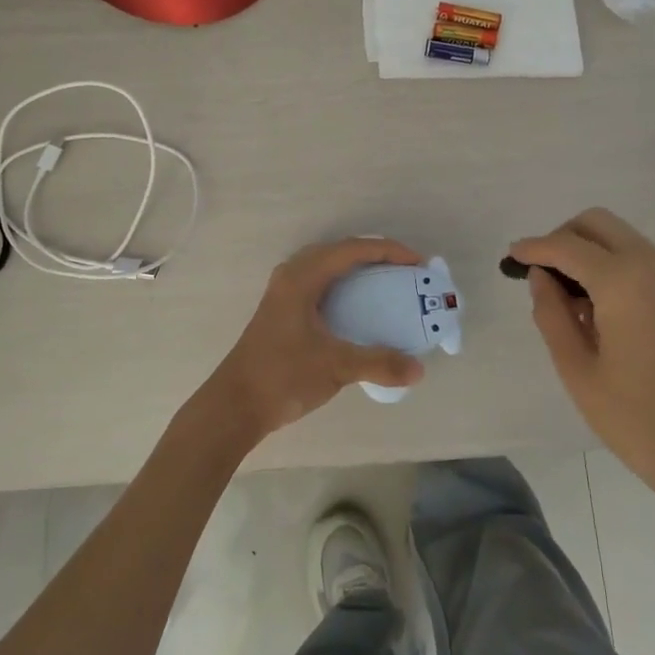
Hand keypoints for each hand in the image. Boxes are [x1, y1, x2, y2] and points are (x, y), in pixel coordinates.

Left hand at [199, 237, 426, 445]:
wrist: (235, 405)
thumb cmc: (283, 376)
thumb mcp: (336, 367)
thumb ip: (380, 363)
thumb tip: (419, 370)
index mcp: (302, 277)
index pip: (352, 250)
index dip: (387, 251)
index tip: (417, 263)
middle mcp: (292, 275)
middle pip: (339, 250)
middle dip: (374, 255)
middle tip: (404, 270)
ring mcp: (284, 291)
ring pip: (327, 265)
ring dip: (357, 267)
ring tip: (386, 282)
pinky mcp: (282, 308)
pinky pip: (320, 281)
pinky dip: (343, 283)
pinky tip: (357, 305)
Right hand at [511, 209, 654, 519]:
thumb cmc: (641, 422)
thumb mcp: (579, 372)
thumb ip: (552, 315)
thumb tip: (541, 278)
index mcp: (623, 282)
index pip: (567, 246)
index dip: (534, 248)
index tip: (510, 257)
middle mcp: (653, 266)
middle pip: (598, 224)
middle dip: (563, 238)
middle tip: (540, 274)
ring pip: (622, 238)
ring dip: (590, 251)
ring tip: (569, 299)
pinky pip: (642, 260)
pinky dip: (614, 266)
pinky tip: (601, 309)